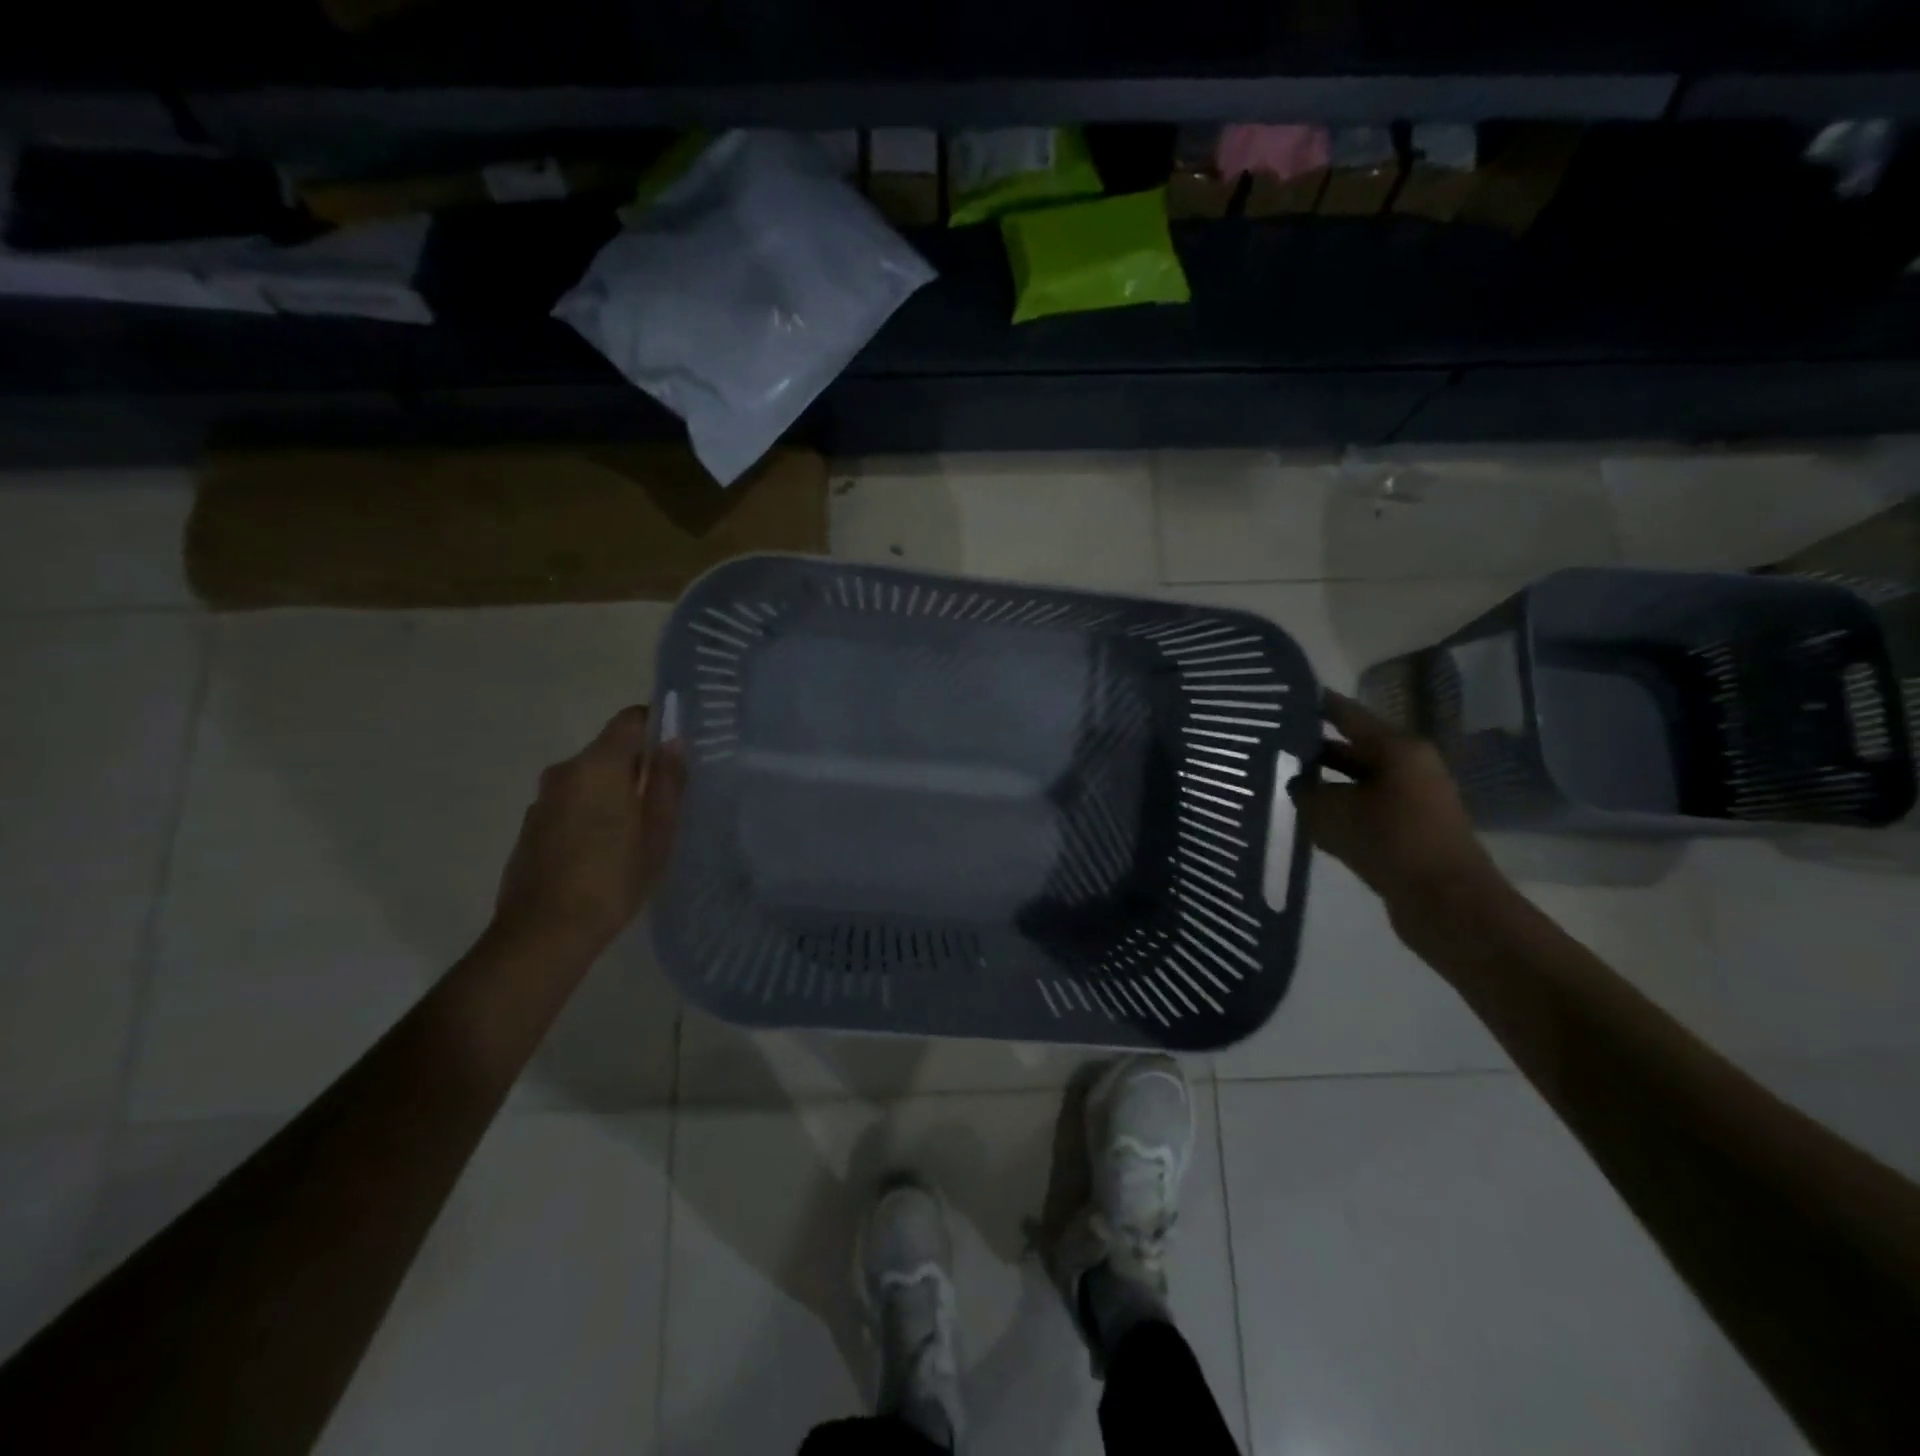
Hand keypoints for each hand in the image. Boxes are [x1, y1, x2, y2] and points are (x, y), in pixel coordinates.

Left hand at [493, 705, 686, 960]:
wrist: (544, 932)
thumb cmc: (613, 878)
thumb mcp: (657, 831)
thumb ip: (667, 782)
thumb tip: (674, 742)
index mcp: (597, 765)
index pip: (630, 719)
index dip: (657, 726)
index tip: (676, 754)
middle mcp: (564, 772)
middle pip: (609, 750)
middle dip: (638, 767)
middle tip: (666, 801)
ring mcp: (542, 800)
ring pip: (589, 779)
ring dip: (613, 792)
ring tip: (638, 831)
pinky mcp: (531, 827)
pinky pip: (571, 803)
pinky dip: (591, 813)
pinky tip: (606, 850)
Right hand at [1291, 691, 1507, 917]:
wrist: (1446, 902)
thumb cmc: (1389, 841)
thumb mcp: (1330, 811)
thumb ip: (1305, 790)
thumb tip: (1296, 783)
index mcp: (1397, 748)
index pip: (1347, 714)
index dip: (1316, 704)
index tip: (1283, 697)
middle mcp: (1409, 766)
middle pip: (1353, 748)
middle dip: (1314, 747)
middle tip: (1270, 744)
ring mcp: (1412, 799)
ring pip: (1357, 781)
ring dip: (1324, 782)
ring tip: (1282, 781)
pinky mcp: (1409, 829)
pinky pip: (1365, 808)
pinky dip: (1339, 809)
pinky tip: (1309, 818)